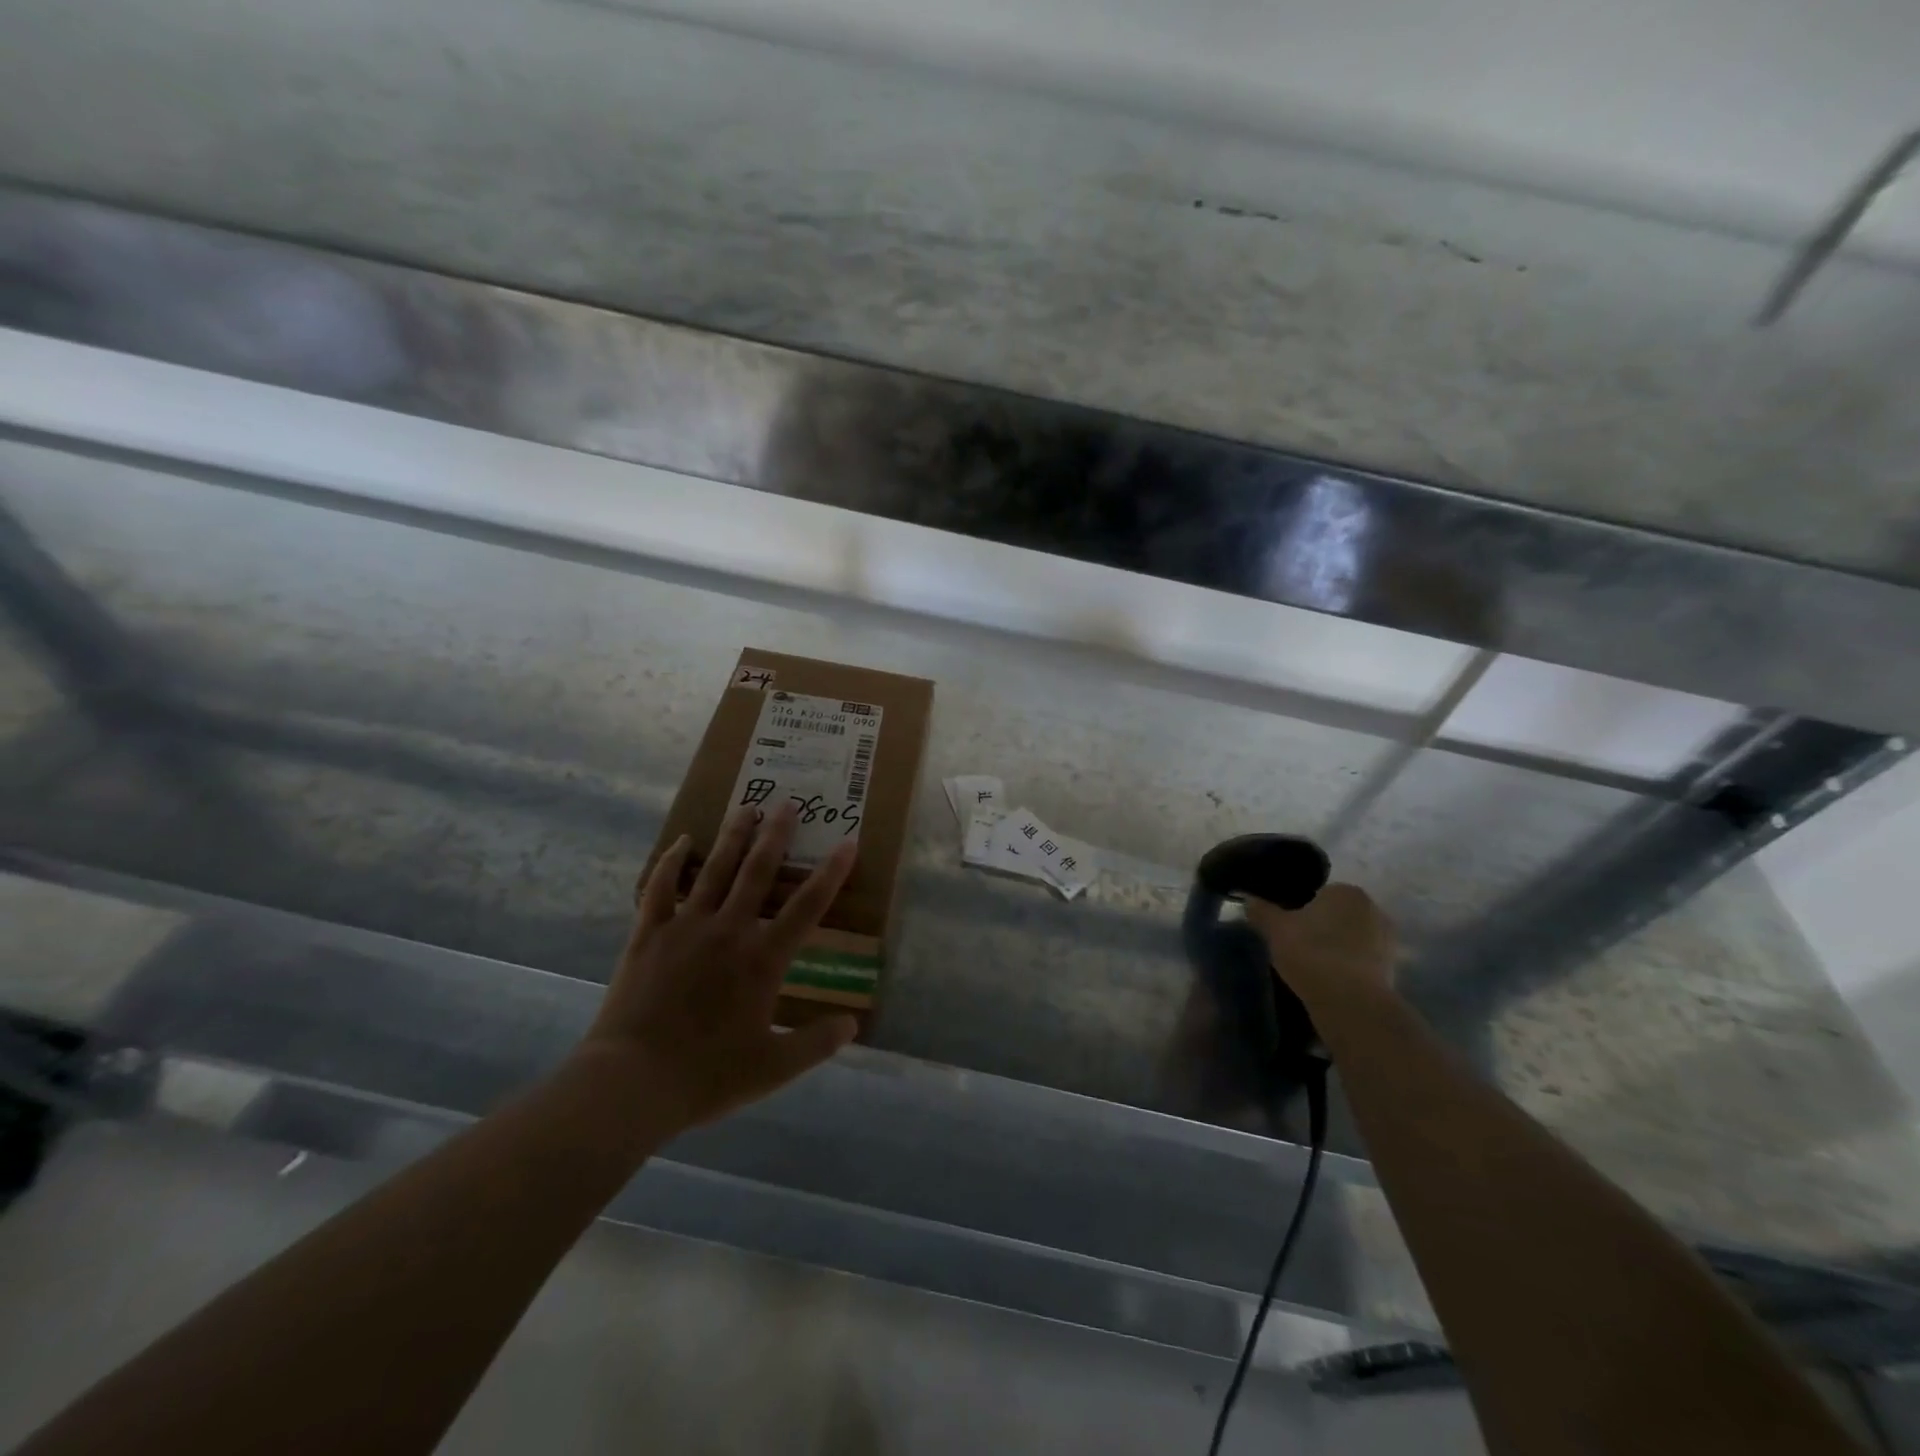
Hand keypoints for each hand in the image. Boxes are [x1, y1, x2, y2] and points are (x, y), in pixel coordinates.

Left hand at [583, 801, 859, 1130]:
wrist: (631, 1082)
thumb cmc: (707, 1075)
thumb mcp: (773, 1067)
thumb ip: (816, 1043)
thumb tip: (853, 1024)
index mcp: (762, 959)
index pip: (808, 906)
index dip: (832, 873)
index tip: (848, 842)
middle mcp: (729, 930)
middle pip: (758, 872)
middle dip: (777, 836)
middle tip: (788, 804)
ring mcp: (685, 927)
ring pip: (715, 869)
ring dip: (733, 836)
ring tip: (746, 806)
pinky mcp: (648, 934)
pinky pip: (661, 887)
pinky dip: (672, 861)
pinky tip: (682, 842)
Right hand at [1245, 883, 1396, 999]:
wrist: (1351, 1003)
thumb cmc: (1312, 953)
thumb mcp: (1275, 929)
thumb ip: (1260, 911)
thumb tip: (1247, 899)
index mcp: (1346, 891)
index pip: (1316, 894)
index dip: (1297, 910)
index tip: (1284, 928)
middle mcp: (1373, 909)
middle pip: (1335, 915)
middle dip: (1319, 927)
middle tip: (1294, 946)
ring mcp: (1387, 940)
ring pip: (1350, 938)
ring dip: (1334, 948)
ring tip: (1309, 967)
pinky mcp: (1392, 969)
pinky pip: (1360, 961)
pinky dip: (1346, 968)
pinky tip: (1327, 982)